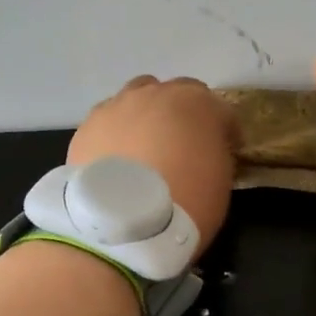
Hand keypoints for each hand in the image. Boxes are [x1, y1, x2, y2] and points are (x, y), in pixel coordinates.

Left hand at [68, 76, 236, 260]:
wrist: (122, 222)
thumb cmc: (186, 202)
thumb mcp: (220, 180)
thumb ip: (215, 153)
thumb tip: (205, 151)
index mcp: (197, 103)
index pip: (221, 110)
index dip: (226, 131)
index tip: (227, 150)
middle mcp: (156, 93)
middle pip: (175, 93)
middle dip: (183, 114)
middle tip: (183, 144)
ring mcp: (117, 106)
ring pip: (136, 98)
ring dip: (146, 115)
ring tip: (144, 146)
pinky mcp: (88, 126)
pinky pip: (109, 122)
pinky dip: (117, 135)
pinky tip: (117, 160)